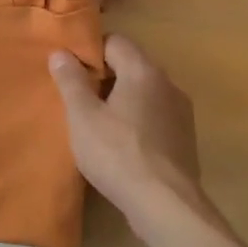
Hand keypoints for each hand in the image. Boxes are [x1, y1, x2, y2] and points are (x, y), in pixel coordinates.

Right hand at [49, 35, 203, 222]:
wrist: (165, 205)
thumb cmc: (117, 154)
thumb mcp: (82, 117)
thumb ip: (71, 81)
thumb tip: (61, 52)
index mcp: (143, 71)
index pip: (115, 41)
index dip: (90, 51)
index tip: (70, 70)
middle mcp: (168, 84)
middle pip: (131, 66)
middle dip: (105, 77)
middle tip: (78, 98)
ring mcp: (181, 112)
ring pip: (145, 93)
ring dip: (122, 101)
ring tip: (98, 123)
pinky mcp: (185, 139)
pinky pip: (156, 117)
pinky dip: (138, 122)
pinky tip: (122, 145)